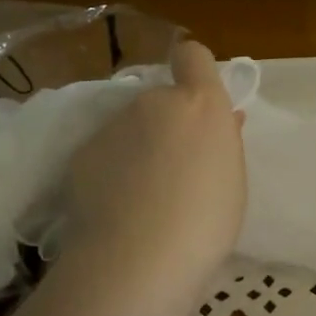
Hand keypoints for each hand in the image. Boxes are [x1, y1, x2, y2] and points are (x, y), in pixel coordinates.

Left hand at [59, 39, 246, 307]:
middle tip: (176, 170)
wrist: (138, 260)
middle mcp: (153, 102)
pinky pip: (105, 153)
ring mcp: (113, 126)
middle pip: (161, 101)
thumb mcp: (233, 180)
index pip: (193, 55)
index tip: (198, 100)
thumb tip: (223, 120)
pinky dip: (112, 172)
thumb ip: (224, 140)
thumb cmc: (206, 222)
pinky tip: (118, 209)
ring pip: (131, 128)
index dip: (195, 70)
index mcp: (199, 104)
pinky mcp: (82, 153)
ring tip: (144, 198)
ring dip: (138, 148)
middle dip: (168, 125)